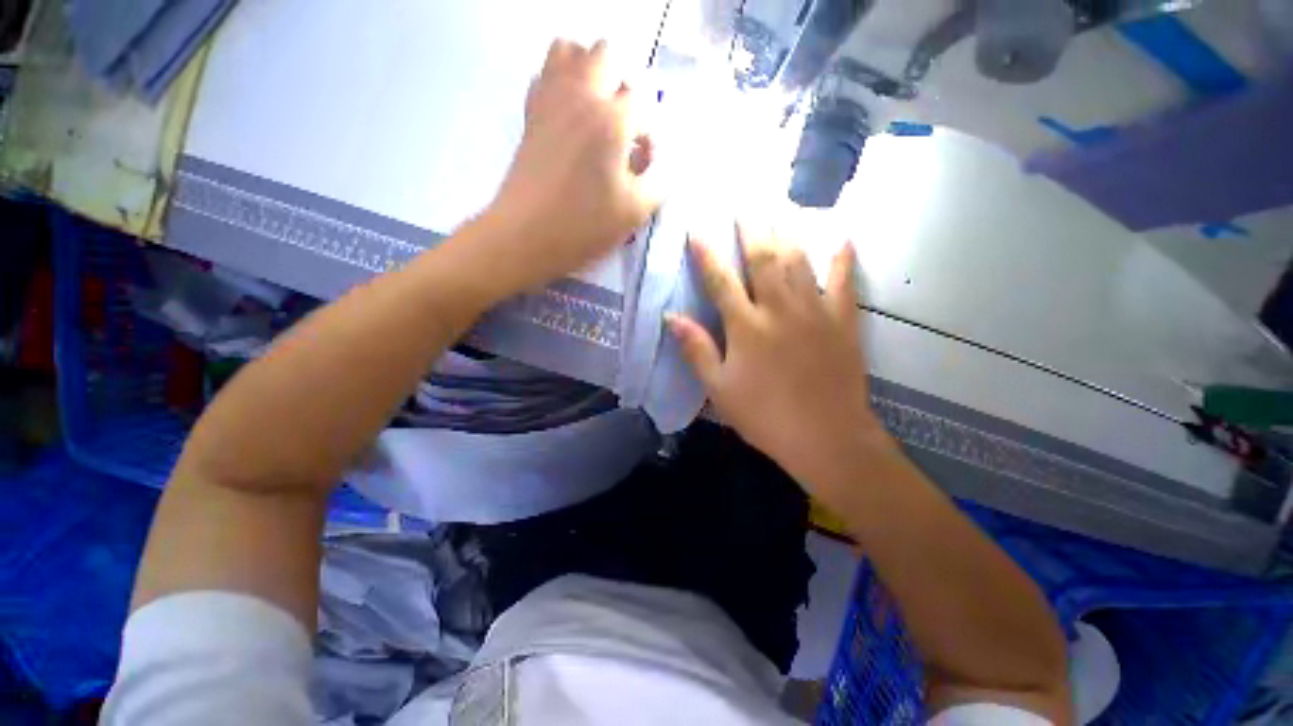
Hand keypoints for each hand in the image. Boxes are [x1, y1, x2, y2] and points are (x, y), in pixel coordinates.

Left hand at [483, 39, 658, 291]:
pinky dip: (561, 82)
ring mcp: (550, 100)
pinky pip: (545, 75)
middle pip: (606, 54)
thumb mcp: (635, 212)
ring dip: (589, 71)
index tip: (643, 163)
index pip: (643, 101)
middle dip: (623, 85)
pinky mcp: (531, 114)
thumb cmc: (584, 227)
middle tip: (623, 128)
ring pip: (569, 50)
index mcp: (612, 120)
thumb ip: (660, 181)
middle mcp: (581, 96)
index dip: (648, 132)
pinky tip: (571, 117)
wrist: (526, 236)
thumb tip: (661, 162)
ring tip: (597, 111)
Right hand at [668, 225, 890, 496]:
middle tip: (744, 199)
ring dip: (787, 231)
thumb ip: (696, 349)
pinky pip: (843, 281)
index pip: (720, 280)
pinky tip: (842, 236)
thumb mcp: (719, 388)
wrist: (826, 437)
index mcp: (746, 327)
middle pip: (762, 258)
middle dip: (750, 227)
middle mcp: (779, 309)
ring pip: (798, 261)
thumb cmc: (765, 416)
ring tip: (779, 206)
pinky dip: (842, 258)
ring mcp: (814, 311)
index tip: (697, 228)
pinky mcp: (843, 320)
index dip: (707, 253)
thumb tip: (670, 317)